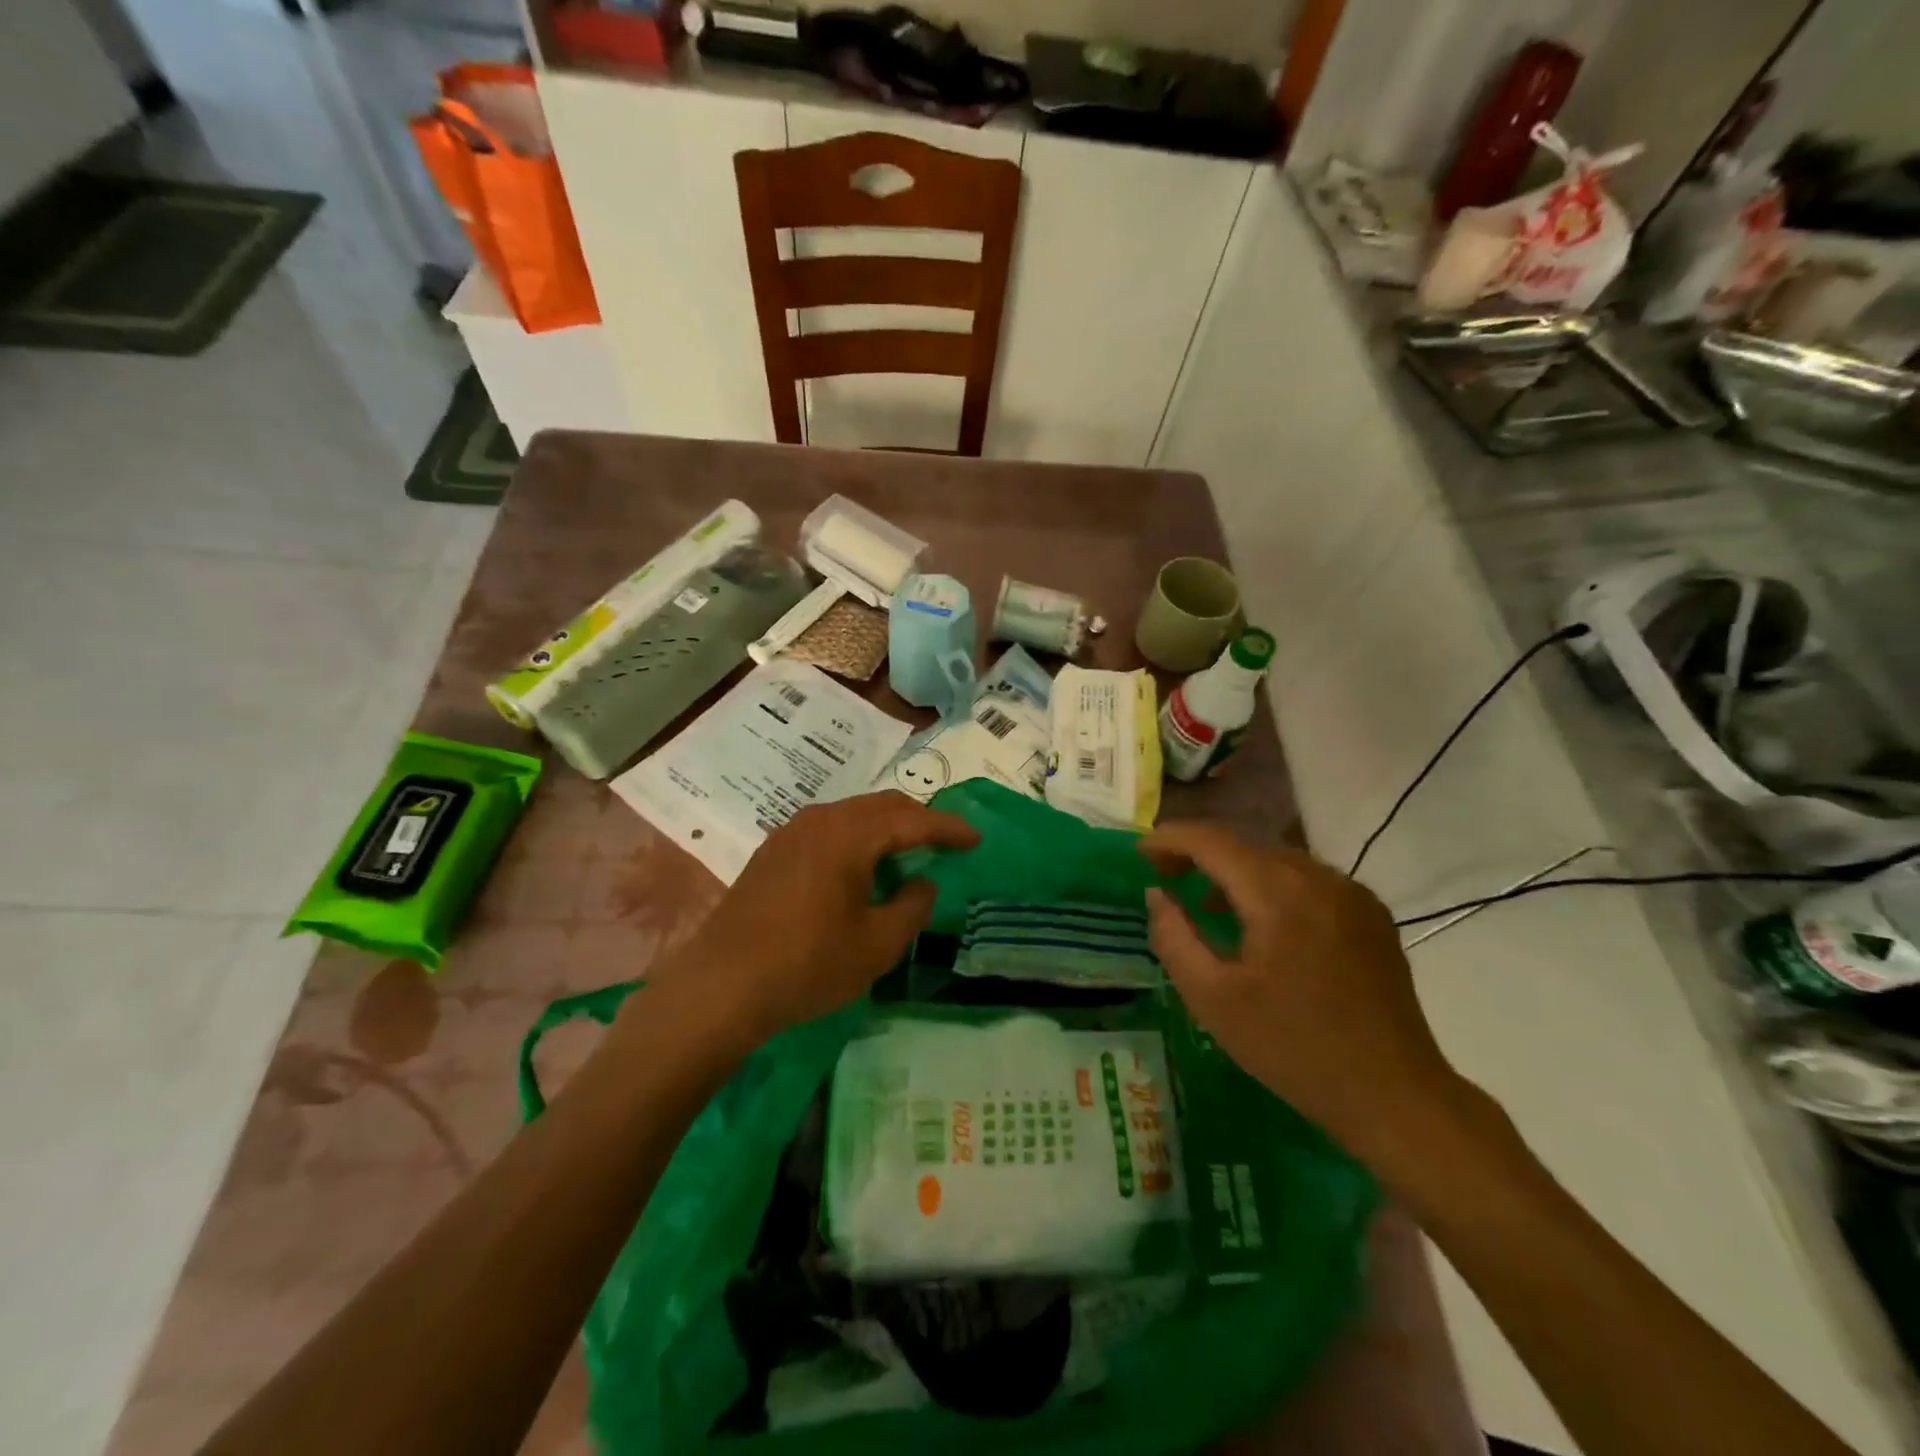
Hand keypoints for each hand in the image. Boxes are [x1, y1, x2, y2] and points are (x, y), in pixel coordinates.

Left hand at [663, 791, 977, 1051]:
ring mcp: (791, 832)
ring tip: (907, 854)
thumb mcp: (876, 944)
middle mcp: (820, 819)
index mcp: (850, 834)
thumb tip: (922, 883)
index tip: (975, 839)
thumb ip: (912, 907)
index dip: (948, 828)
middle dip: (918, 820)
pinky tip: (860, 868)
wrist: (722, 985)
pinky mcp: (772, 851)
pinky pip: (828, 830)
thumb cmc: (808, 964)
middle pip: (882, 806)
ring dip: (885, 829)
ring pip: (852, 815)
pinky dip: (856, 839)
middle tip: (945, 842)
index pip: (913, 820)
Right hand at [1139, 823, 1464, 1161]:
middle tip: (1166, 880)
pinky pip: (1308, 881)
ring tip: (1207, 905)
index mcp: (1278, 894)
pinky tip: (1262, 925)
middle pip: (1245, 846)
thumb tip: (1156, 894)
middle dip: (1199, 855)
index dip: (1170, 839)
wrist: (1394, 1095)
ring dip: (1235, 872)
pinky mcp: (1371, 914)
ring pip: (1277, 861)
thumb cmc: (1292, 1049)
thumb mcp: (1212, 999)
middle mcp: (1319, 878)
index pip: (1212, 841)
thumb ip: (1174, 937)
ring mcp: (1352, 893)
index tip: (1140, 854)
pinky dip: (1272, 888)